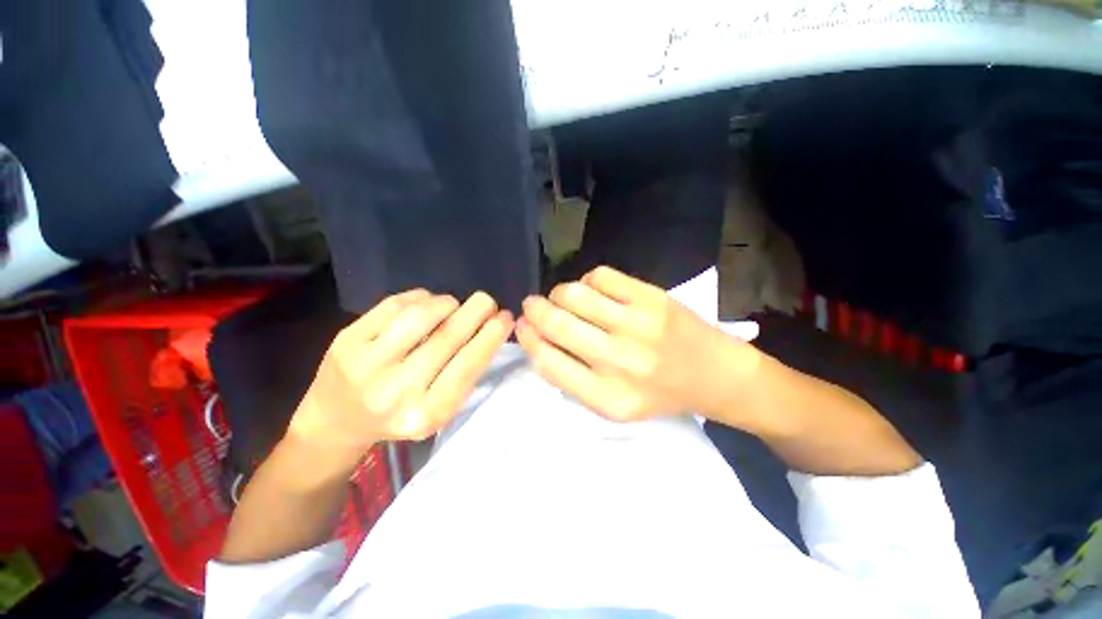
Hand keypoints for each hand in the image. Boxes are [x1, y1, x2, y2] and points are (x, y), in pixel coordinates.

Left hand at [288, 289, 512, 462]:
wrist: (336, 421)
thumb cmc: (399, 415)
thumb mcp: (438, 408)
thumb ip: (463, 373)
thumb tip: (489, 328)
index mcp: (425, 415)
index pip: (468, 366)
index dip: (491, 336)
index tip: (506, 317)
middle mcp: (395, 392)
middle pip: (448, 336)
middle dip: (477, 311)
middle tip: (488, 301)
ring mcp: (365, 364)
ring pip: (421, 315)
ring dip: (448, 302)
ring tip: (454, 305)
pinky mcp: (346, 341)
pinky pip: (394, 305)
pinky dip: (420, 298)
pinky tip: (426, 303)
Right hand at [516, 266, 761, 422]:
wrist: (713, 374)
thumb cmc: (658, 393)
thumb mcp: (612, 405)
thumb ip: (571, 377)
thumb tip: (535, 336)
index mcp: (607, 399)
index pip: (548, 362)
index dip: (527, 338)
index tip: (520, 325)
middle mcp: (620, 362)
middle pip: (557, 324)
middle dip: (534, 309)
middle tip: (532, 304)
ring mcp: (638, 325)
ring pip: (574, 294)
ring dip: (558, 293)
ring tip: (562, 298)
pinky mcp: (652, 298)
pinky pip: (601, 275)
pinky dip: (587, 280)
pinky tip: (594, 291)